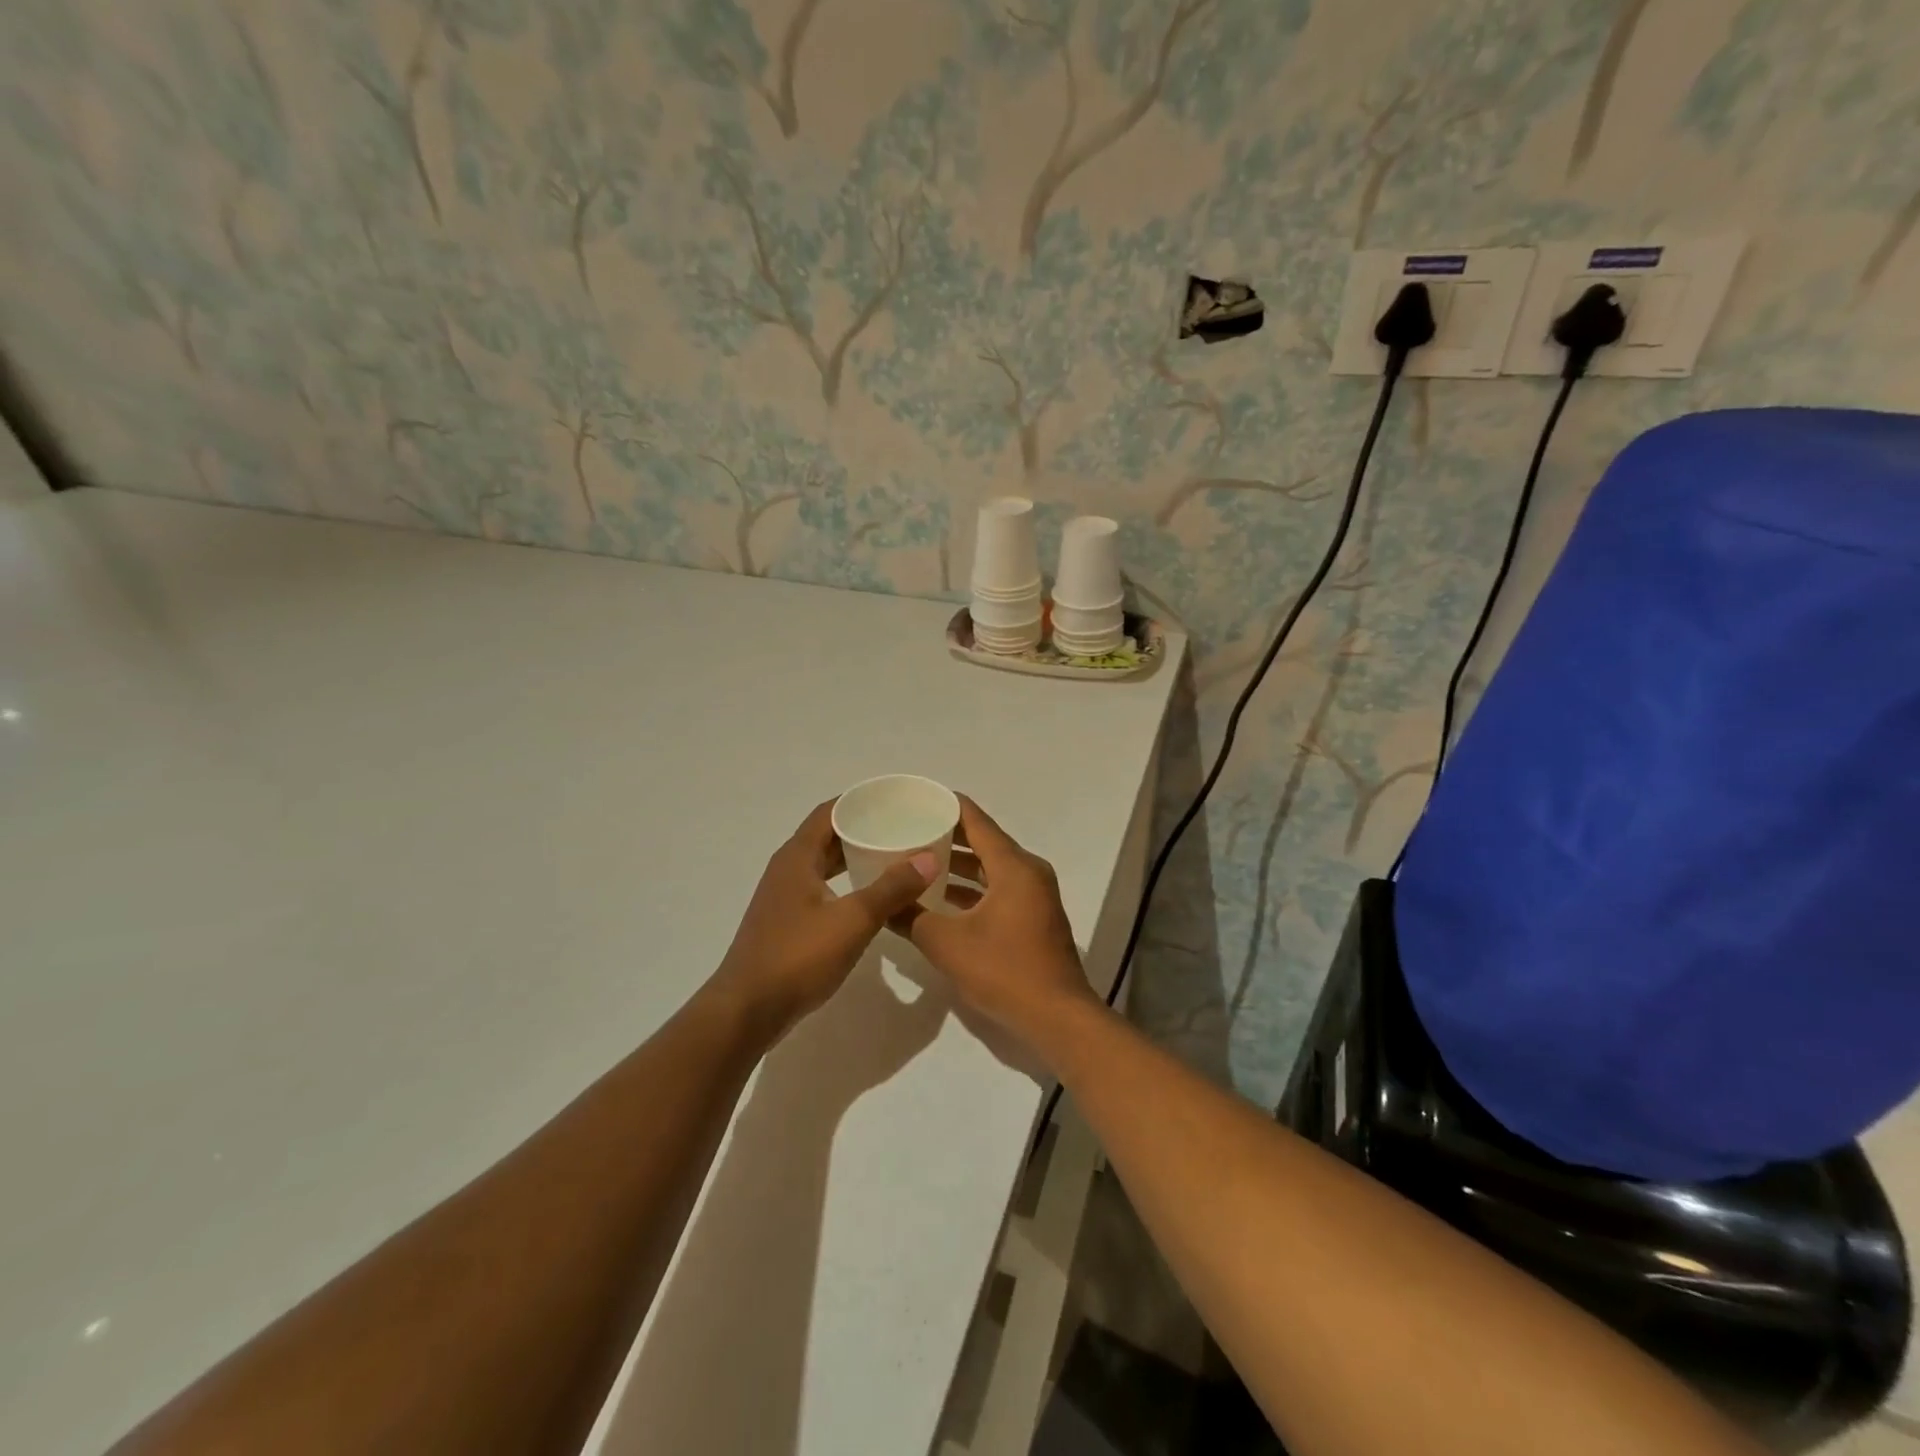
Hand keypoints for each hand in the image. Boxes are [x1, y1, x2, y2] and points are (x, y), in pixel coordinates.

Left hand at [712, 800, 936, 1038]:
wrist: (747, 1010)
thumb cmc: (798, 957)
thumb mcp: (853, 920)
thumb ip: (891, 888)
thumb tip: (929, 858)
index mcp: (797, 857)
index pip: (830, 812)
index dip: (860, 802)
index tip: (894, 800)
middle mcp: (787, 869)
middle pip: (827, 835)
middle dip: (862, 828)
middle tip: (902, 828)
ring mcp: (784, 896)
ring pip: (824, 863)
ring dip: (854, 857)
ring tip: (893, 857)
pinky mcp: (786, 921)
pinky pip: (821, 887)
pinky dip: (846, 882)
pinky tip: (869, 896)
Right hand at [890, 796, 1097, 1050]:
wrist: (1057, 1018)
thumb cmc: (1004, 971)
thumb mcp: (947, 944)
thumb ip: (912, 917)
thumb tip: (883, 904)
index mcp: (1013, 866)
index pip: (975, 820)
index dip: (945, 805)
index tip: (914, 799)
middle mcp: (1028, 871)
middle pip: (983, 841)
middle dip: (946, 836)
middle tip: (907, 831)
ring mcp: (1035, 894)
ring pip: (990, 867)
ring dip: (957, 866)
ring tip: (917, 862)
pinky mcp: (1034, 916)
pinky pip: (998, 888)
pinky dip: (972, 889)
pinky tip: (940, 900)